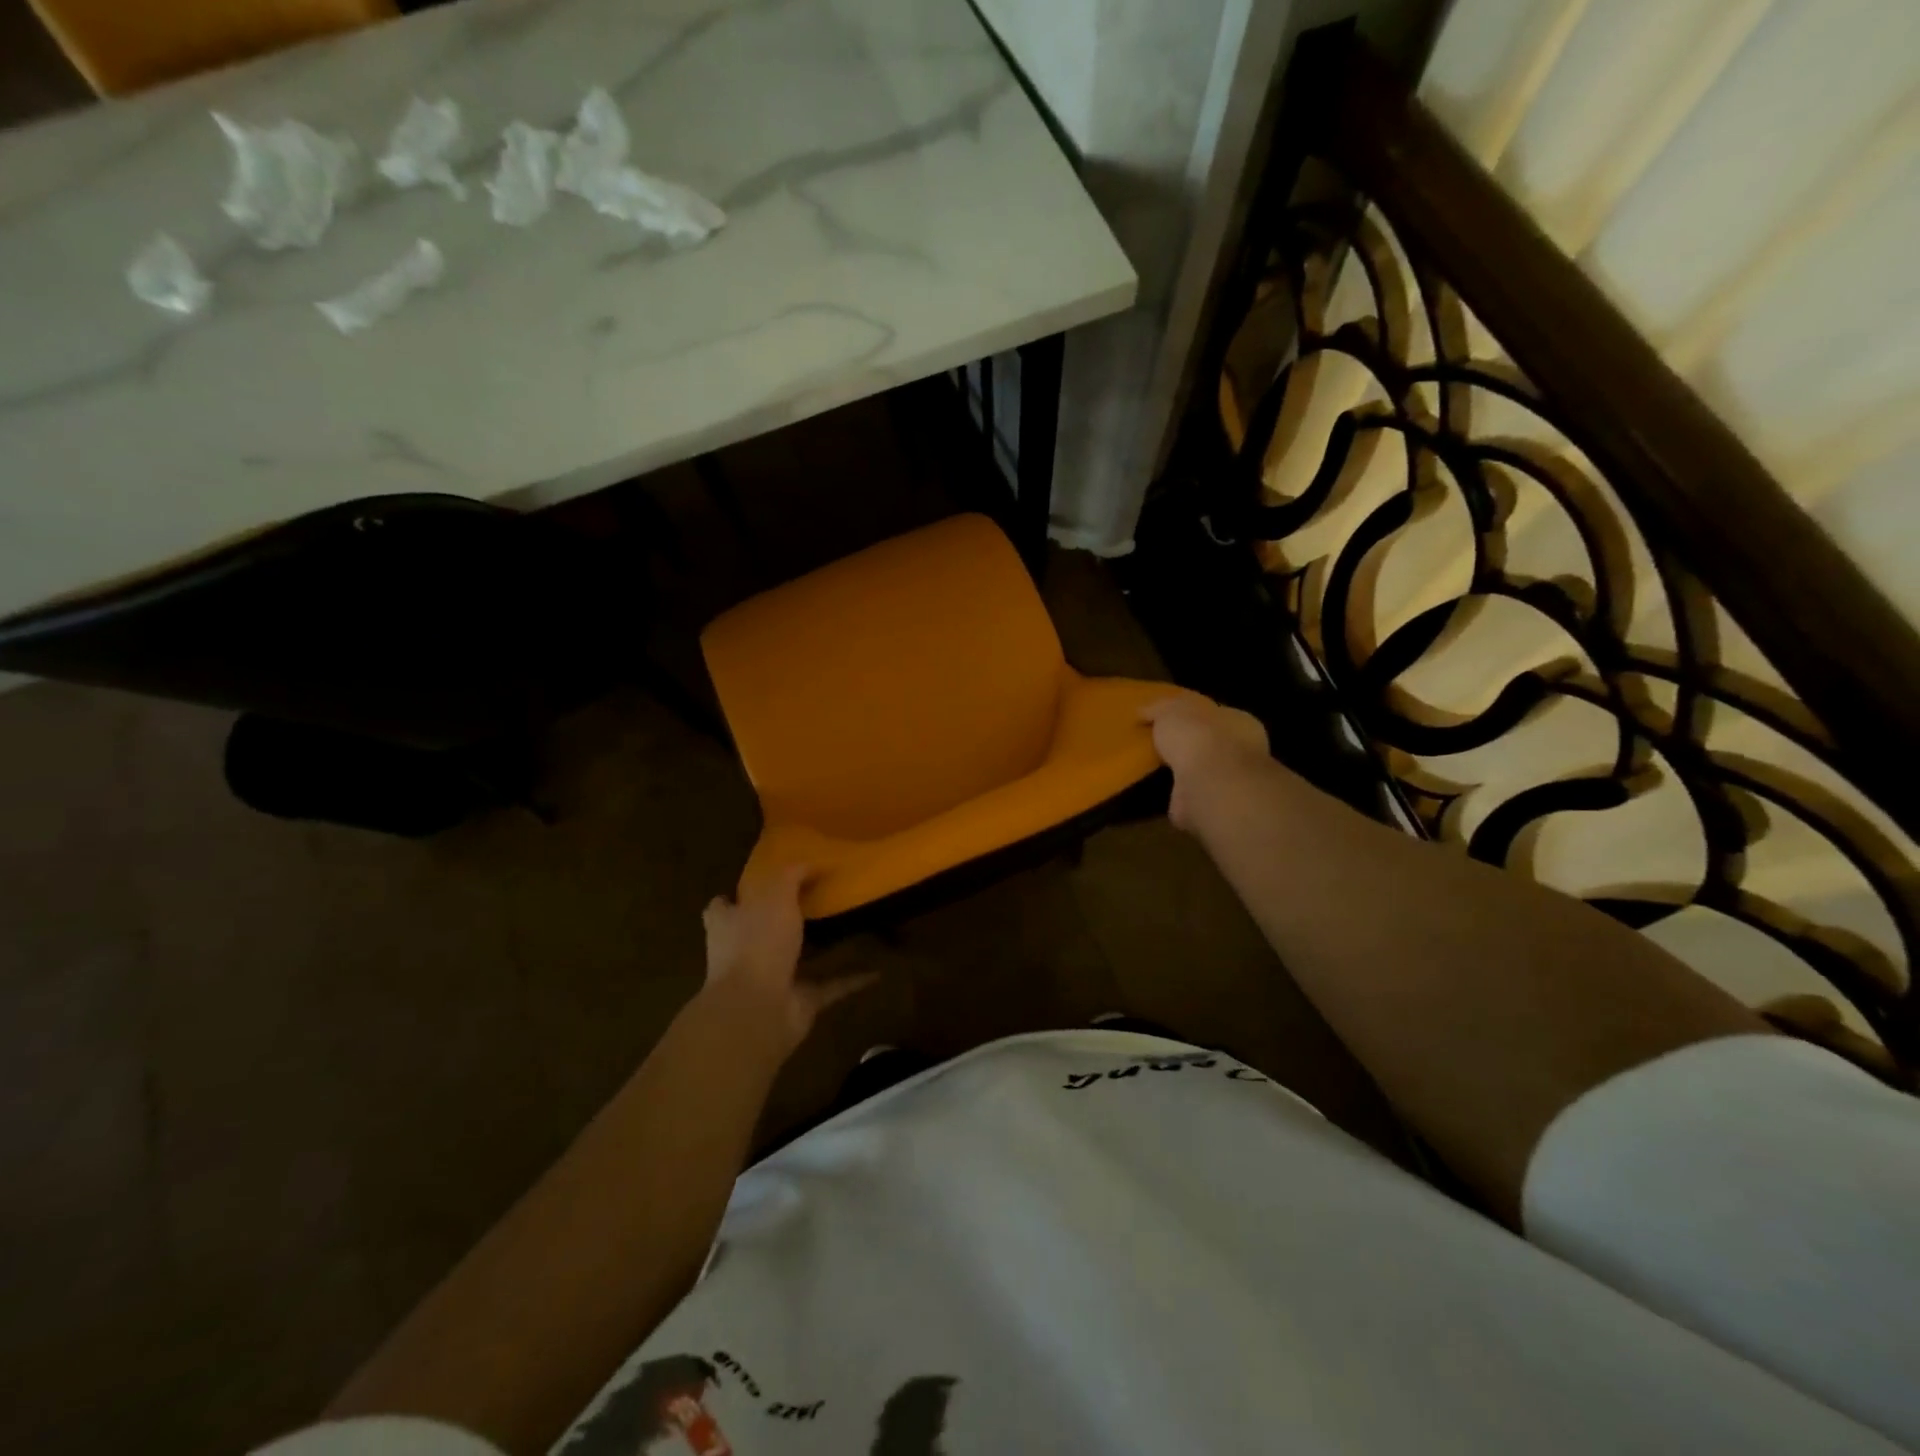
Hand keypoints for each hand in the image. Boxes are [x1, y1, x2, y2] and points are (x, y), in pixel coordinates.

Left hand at [701, 865, 876, 1053]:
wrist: (758, 1010)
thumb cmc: (757, 943)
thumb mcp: (775, 894)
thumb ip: (792, 875)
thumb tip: (811, 862)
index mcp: (728, 925)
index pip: (722, 907)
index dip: (737, 896)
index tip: (763, 884)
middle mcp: (744, 953)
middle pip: (761, 932)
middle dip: (783, 921)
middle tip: (816, 901)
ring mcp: (770, 980)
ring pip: (797, 960)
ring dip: (819, 950)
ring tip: (848, 930)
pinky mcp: (798, 1002)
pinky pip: (830, 987)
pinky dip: (851, 980)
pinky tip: (876, 970)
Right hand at [1142, 696, 1269, 830]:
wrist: (1209, 783)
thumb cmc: (1198, 735)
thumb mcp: (1171, 709)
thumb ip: (1159, 708)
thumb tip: (1143, 712)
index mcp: (1237, 721)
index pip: (1213, 714)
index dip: (1191, 715)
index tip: (1166, 720)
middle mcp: (1239, 751)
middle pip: (1207, 744)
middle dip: (1186, 745)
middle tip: (1156, 745)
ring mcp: (1227, 782)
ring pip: (1200, 772)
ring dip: (1180, 772)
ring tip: (1150, 770)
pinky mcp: (1212, 806)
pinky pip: (1189, 797)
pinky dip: (1174, 795)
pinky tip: (1154, 792)